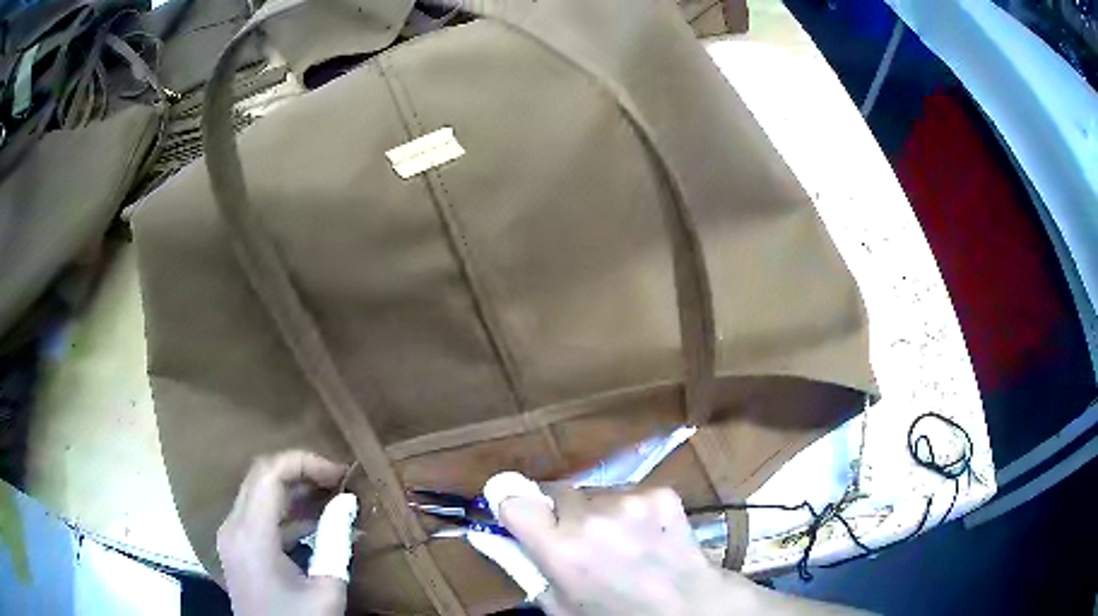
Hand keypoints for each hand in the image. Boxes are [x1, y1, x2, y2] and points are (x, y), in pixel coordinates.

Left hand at [217, 450, 348, 615]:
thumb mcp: (326, 590)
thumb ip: (335, 542)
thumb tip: (347, 503)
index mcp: (251, 535)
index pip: (269, 472)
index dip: (305, 462)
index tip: (340, 475)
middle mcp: (233, 526)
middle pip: (261, 476)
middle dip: (301, 471)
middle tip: (339, 482)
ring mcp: (231, 535)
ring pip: (258, 492)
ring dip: (294, 490)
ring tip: (333, 499)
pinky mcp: (237, 546)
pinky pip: (259, 515)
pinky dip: (286, 512)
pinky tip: (316, 524)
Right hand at [489, 476, 866, 615]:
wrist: (687, 606)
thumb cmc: (617, 615)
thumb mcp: (560, 605)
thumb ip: (528, 568)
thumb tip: (501, 537)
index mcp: (559, 548)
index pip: (512, 498)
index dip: (512, 504)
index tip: (518, 514)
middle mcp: (591, 516)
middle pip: (556, 491)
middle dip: (560, 512)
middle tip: (578, 539)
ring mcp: (629, 500)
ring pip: (593, 492)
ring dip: (596, 510)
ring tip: (619, 540)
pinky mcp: (660, 492)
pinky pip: (628, 492)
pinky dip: (630, 509)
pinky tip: (646, 535)